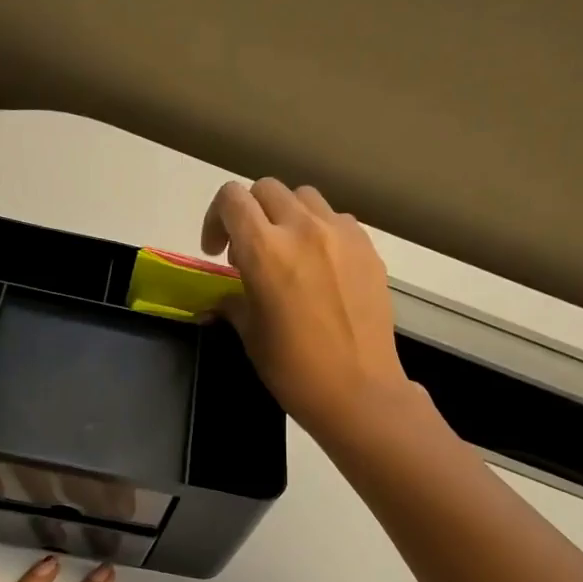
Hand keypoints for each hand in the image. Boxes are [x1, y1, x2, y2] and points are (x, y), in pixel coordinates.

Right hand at [202, 178, 415, 436]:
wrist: (358, 391)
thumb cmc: (294, 370)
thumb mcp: (252, 336)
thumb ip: (233, 303)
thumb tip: (220, 300)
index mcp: (265, 250)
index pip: (231, 199)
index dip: (215, 219)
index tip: (216, 251)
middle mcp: (303, 229)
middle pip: (267, 190)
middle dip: (250, 214)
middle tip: (247, 252)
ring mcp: (341, 234)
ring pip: (305, 198)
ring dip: (286, 217)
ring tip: (287, 254)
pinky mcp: (367, 248)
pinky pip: (336, 220)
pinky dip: (320, 231)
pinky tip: (321, 267)